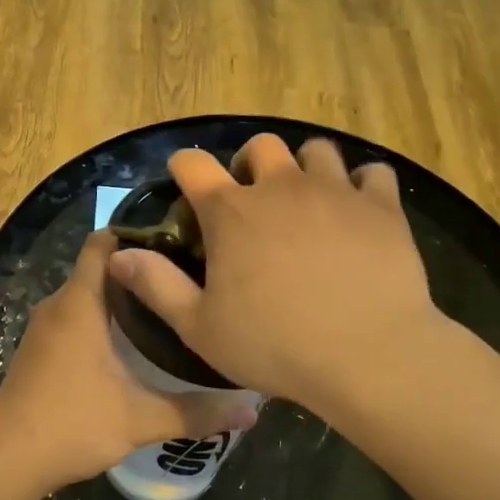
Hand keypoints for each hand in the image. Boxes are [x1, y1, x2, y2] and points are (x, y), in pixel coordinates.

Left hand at [0, 230, 260, 495]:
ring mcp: (44, 329)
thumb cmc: (72, 424)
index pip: (104, 241)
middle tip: (188, 280)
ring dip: (122, 299)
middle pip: (101, 268)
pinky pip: (75, 318)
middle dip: (141, 271)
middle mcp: (58, 305)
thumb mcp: (141, 419)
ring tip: (169, 309)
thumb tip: (253, 411)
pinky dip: (103, 321)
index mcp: (80, 303)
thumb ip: (197, 411)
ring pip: (88, 296)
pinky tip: (133, 345)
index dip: (139, 234)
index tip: (179, 242)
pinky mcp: (39, 351)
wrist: (6, 461)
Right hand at [105, 135, 438, 412]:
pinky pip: (373, 173)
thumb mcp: (200, 327)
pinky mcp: (381, 206)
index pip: (192, 164)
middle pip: (260, 146)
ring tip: (307, 201)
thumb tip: (118, 255)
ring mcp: (335, 191)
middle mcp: (280, 187)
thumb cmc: (274, 345)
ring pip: (316, 150)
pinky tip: (359, 211)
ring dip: (305, 168)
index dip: (184, 167)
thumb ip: (156, 286)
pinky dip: (362, 186)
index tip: (185, 182)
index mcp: (231, 212)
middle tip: (253, 200)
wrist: (368, 354)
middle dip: (250, 163)